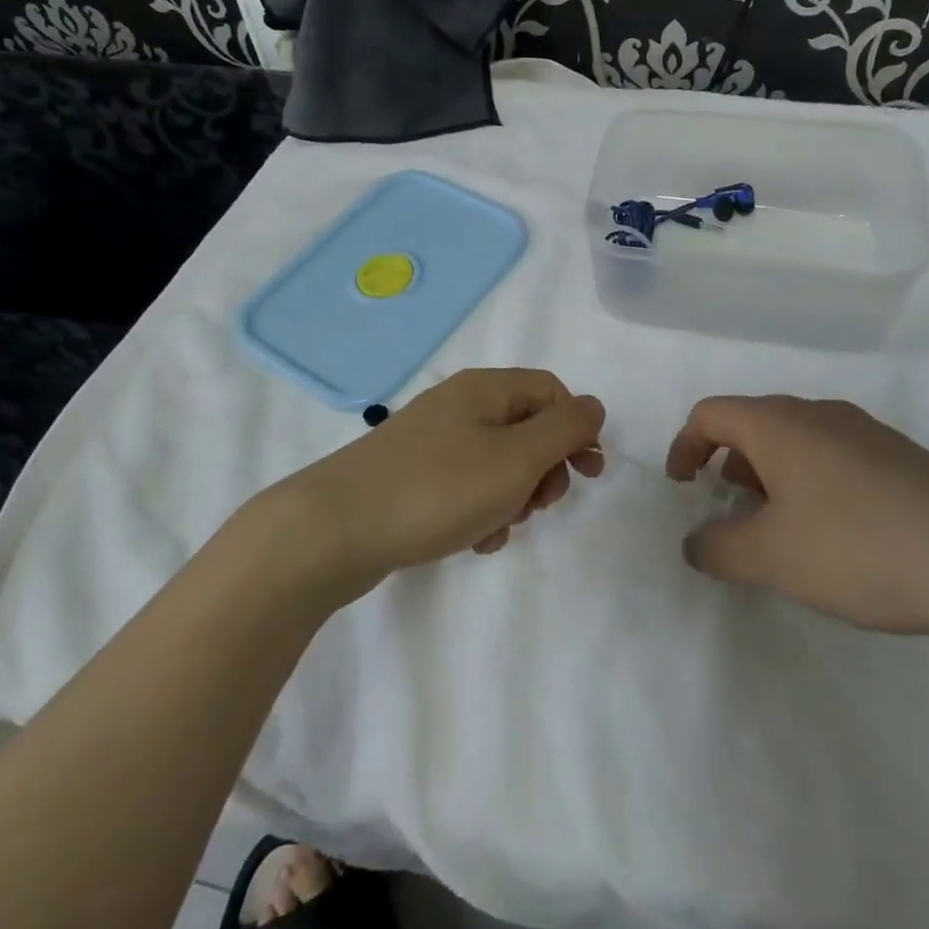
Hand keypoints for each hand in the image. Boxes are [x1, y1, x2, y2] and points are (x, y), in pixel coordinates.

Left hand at [253, 369, 605, 602]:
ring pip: (498, 463)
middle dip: (543, 469)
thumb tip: (593, 406)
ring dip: (512, 497)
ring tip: (496, 528)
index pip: (551, 391)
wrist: (334, 529)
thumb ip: (563, 429)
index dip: (578, 429)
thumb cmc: (437, 489)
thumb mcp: (515, 458)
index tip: (589, 475)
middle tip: (537, 505)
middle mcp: (458, 405)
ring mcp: (431, 441)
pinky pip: (465, 486)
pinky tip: (472, 540)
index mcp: (484, 389)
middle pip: (526, 427)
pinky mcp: (412, 475)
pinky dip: (479, 511)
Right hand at [666, 395, 928, 638]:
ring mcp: (867, 432)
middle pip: (754, 423)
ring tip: (782, 527)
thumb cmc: (854, 546)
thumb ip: (716, 548)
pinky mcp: (903, 458)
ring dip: (773, 475)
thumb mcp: (768, 557)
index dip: (684, 446)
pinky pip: (836, 457)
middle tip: (732, 509)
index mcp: (777, 424)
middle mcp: (819, 413)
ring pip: (798, 440)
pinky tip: (837, 533)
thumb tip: (696, 543)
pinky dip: (813, 483)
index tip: (683, 487)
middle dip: (730, 463)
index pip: (710, 414)